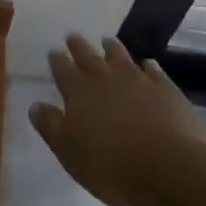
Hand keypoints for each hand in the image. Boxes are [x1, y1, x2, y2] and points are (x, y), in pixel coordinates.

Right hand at [29, 36, 205, 205]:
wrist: (170, 169)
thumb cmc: (111, 166)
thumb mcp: (70, 153)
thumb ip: (51, 127)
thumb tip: (35, 105)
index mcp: (79, 92)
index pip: (62, 69)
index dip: (57, 60)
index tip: (53, 51)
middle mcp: (106, 79)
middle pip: (89, 57)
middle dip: (79, 46)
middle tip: (73, 36)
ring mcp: (139, 82)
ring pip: (121, 57)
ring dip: (112, 48)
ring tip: (106, 41)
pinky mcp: (167, 91)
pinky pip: (155, 72)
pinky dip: (149, 66)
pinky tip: (148, 64)